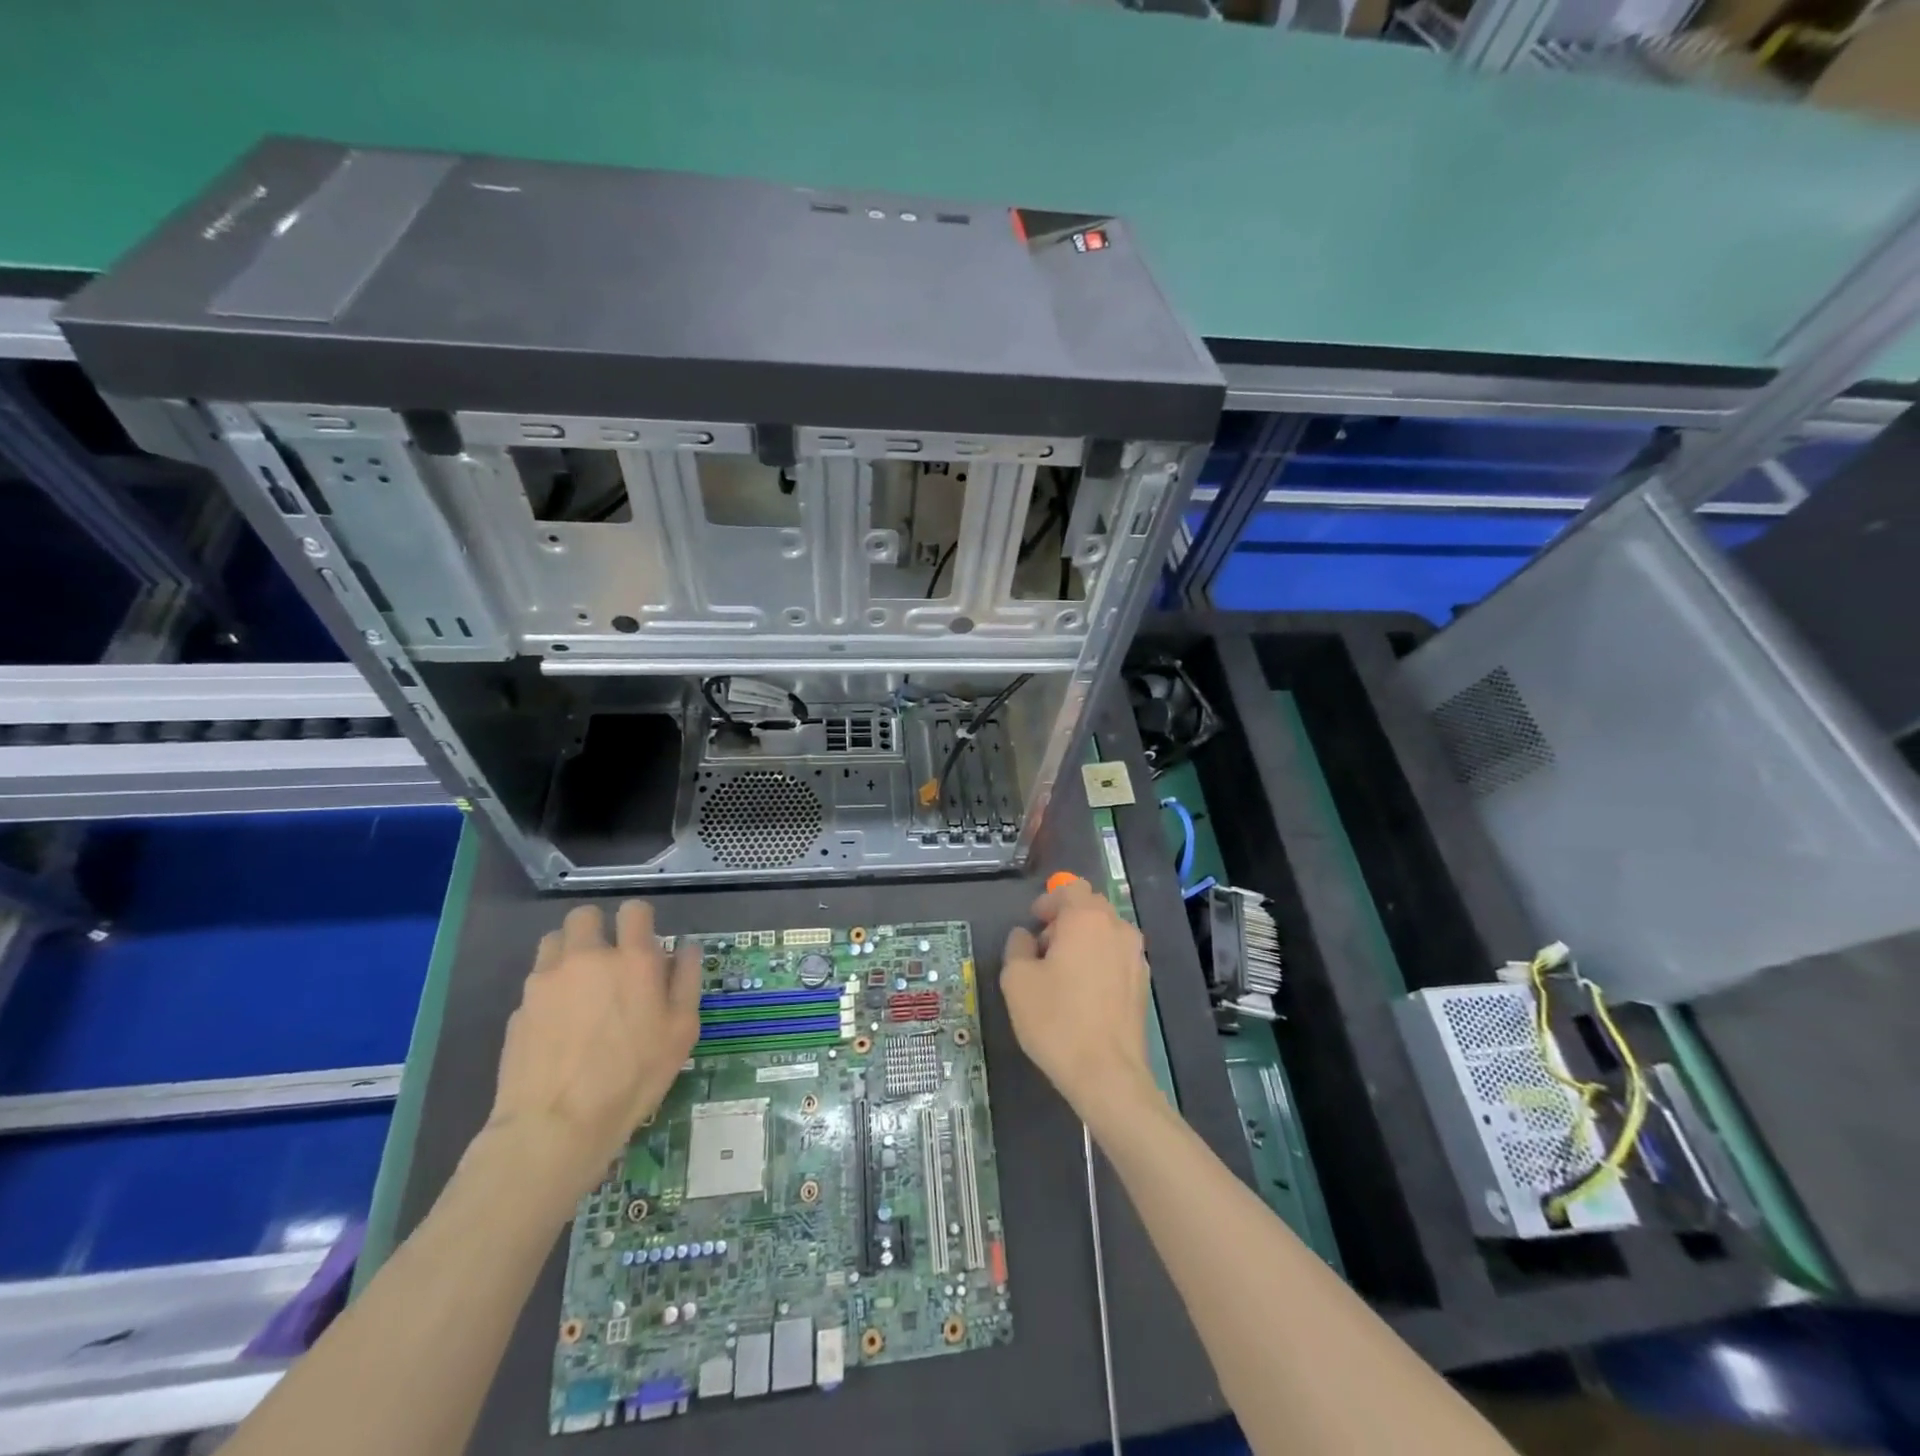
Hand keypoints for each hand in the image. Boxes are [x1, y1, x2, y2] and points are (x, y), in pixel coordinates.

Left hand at [480, 902, 700, 1207]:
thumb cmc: (633, 1077)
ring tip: (579, 985)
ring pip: (554, 941)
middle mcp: (587, 958)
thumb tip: (686, 948)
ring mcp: (546, 980)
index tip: (643, 942)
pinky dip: (549, 990)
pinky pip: (536, 982)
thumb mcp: (681, 1031)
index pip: (634, 910)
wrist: (556, 1125)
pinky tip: (558, 1024)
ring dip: (568, 952)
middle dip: (597, 929)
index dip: (639, 920)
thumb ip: (686, 981)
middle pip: (585, 916)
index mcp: (633, 959)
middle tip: (608, 960)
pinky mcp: (519, 1008)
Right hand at [1001, 878, 1152, 1117]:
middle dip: (1066, 919)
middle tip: (1043, 948)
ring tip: (1063, 972)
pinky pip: (1117, 956)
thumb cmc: (1056, 1019)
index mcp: (1086, 918)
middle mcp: (1117, 928)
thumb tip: (1025, 937)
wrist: (1107, 1074)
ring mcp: (1136, 956)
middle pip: (1091, 907)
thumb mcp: (1016, 980)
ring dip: (1084, 940)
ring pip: (1106, 932)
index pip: (1070, 888)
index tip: (1034, 922)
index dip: (1049, 900)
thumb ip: (1017, 947)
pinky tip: (1084, 992)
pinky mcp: (1144, 983)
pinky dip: (1099, 961)